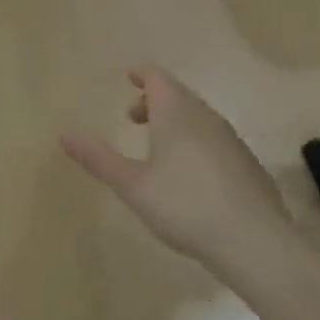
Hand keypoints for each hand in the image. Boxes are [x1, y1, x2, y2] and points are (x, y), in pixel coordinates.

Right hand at [61, 67, 291, 263]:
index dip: (142, 75)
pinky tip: (189, 174)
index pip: (158, 78)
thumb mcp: (131, 185)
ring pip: (199, 117)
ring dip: (175, 121)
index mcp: (176, 114)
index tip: (128, 76)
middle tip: (132, 117)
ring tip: (157, 145)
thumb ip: (97, 158)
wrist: (256, 245)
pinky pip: (215, 139)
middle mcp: (207, 118)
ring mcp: (232, 141)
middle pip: (179, 95)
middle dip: (154, 100)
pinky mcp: (248, 166)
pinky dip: (195, 141)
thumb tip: (63, 134)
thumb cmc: (185, 206)